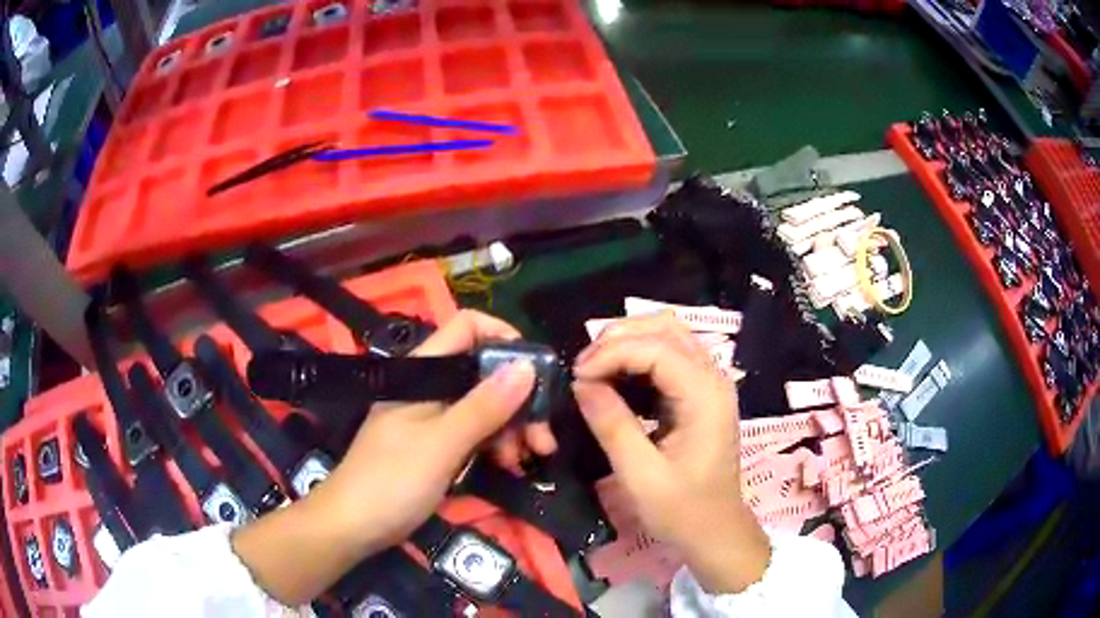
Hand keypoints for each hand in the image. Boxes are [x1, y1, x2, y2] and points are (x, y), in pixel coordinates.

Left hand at [322, 309, 554, 548]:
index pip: (467, 328)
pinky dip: (494, 446)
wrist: (352, 526)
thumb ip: (483, 406)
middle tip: (542, 439)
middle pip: (483, 374)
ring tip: (525, 460)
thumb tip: (527, 365)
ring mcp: (432, 418)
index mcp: (423, 372)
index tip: (535, 370)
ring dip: (511, 429)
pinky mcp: (435, 446)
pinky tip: (508, 466)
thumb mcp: (441, 444)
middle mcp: (430, 388)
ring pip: (483, 407)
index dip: (503, 338)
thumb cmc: (391, 480)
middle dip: (519, 401)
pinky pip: (474, 434)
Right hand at [572, 314, 770, 593]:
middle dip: (619, 338)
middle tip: (584, 367)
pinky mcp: (699, 393)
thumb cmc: (683, 510)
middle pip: (666, 328)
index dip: (612, 353)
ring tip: (594, 369)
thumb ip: (612, 425)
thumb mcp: (641, 475)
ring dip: (628, 343)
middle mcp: (712, 378)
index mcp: (705, 396)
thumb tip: (581, 383)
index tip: (577, 376)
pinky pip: (668, 356)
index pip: (656, 348)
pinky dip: (638, 358)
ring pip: (668, 336)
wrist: (716, 531)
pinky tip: (616, 378)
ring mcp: (709, 383)